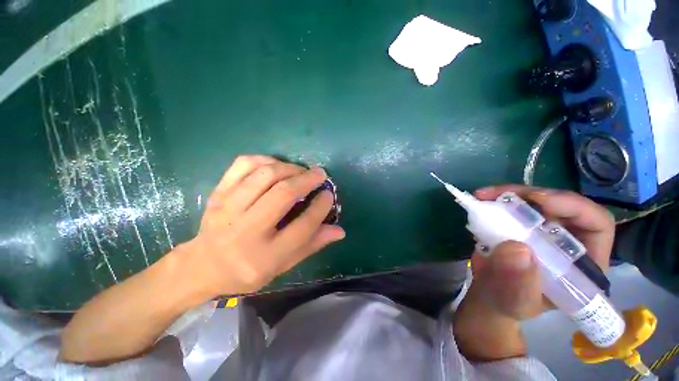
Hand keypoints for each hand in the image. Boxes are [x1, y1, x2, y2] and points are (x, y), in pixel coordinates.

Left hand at [183, 155, 344, 295]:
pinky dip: (264, 159)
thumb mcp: (282, 266)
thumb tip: (340, 230)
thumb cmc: (247, 270)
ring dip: (289, 168)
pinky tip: (276, 165)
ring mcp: (228, 209)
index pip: (303, 226)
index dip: (321, 207)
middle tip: (320, 174)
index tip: (328, 195)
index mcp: (266, 256)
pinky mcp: (218, 194)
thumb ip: (312, 245)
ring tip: (301, 170)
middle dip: (307, 180)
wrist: (202, 266)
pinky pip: (242, 165)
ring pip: (264, 175)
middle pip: (283, 194)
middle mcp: (247, 231)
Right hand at [453, 185, 614, 361]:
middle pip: (563, 205)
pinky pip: (513, 204)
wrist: (489, 294)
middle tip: (503, 195)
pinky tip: (481, 200)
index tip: (540, 202)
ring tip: (485, 195)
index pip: (596, 224)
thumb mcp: (516, 300)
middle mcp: (568, 240)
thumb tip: (516, 248)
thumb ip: (519, 282)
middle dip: (534, 195)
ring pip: (536, 200)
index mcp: (583, 262)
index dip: (574, 207)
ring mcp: (542, 229)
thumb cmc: (509, 303)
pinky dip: (496, 199)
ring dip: (511, 194)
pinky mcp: (520, 223)